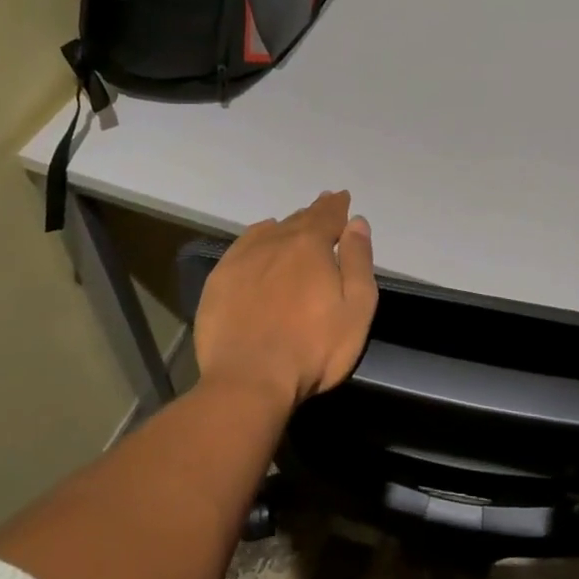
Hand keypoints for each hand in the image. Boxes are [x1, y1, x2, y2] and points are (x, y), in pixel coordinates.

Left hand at [193, 190, 377, 407]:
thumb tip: (356, 222)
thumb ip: (358, 262)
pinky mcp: (220, 279)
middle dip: (315, 213)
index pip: (328, 216)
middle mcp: (276, 241)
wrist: (248, 380)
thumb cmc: (313, 348)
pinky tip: (261, 238)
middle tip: (324, 205)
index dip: (337, 207)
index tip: (342, 198)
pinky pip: (244, 245)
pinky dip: (258, 236)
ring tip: (296, 223)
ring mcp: (243, 259)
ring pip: (271, 230)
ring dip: (287, 225)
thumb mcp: (356, 308)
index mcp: (311, 245)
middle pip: (299, 220)